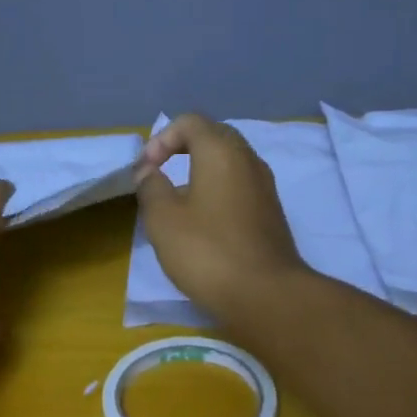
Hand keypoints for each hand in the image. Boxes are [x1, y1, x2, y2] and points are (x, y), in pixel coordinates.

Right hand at [134, 114, 309, 321]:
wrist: (266, 295)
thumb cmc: (207, 251)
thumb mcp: (163, 219)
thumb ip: (151, 187)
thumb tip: (150, 173)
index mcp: (221, 151)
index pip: (190, 122)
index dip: (161, 139)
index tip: (145, 170)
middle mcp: (248, 159)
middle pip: (213, 137)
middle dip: (181, 149)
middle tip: (158, 175)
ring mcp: (264, 186)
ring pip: (228, 163)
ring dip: (199, 172)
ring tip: (176, 201)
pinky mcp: (270, 212)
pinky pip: (239, 186)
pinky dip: (217, 191)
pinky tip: (202, 223)